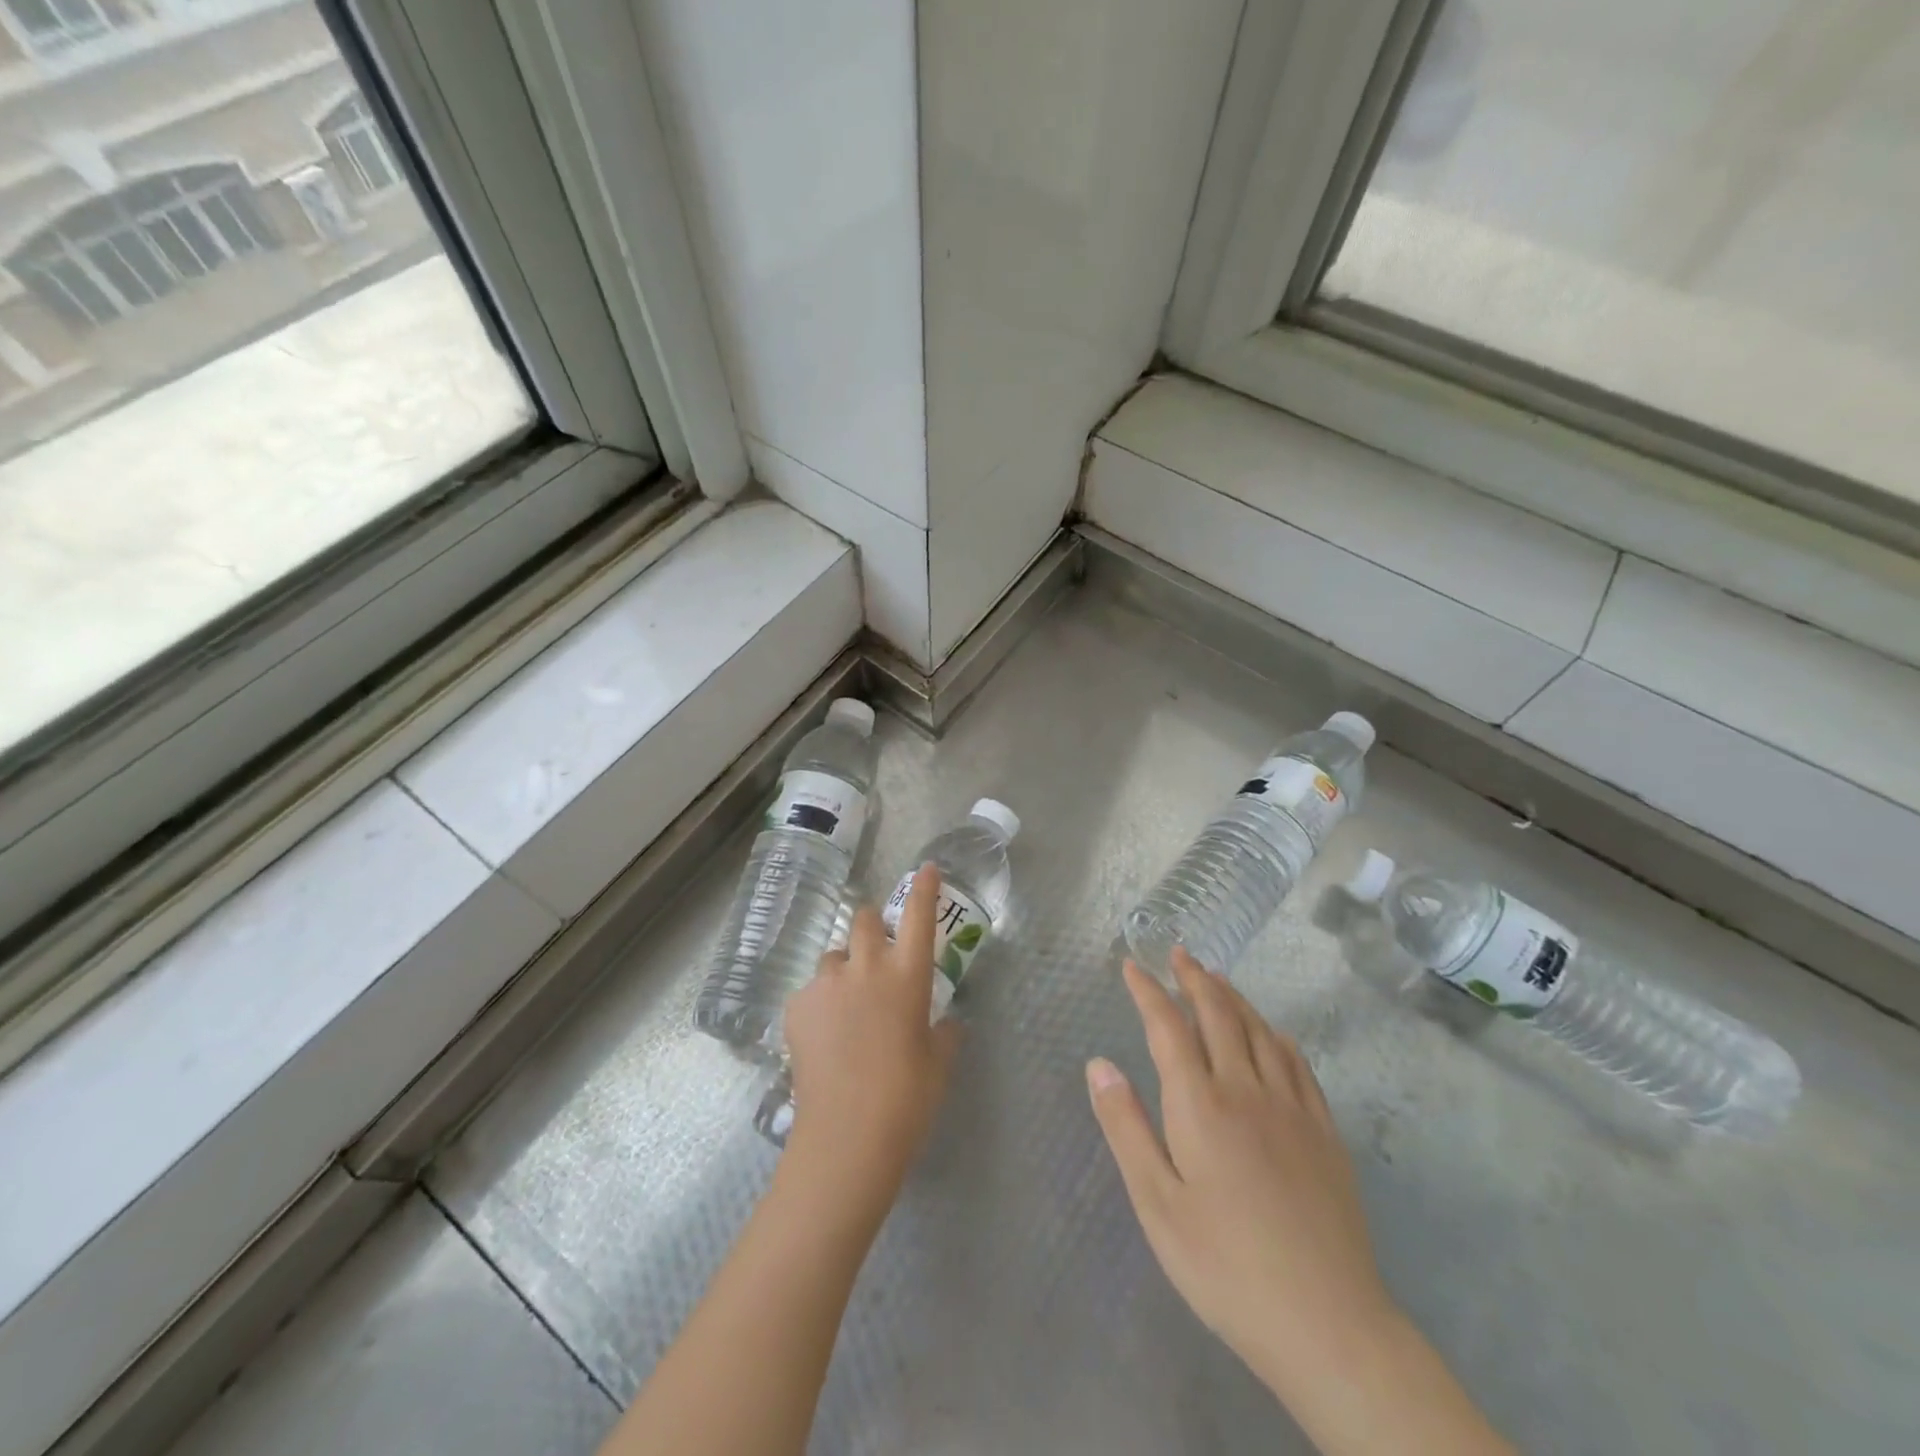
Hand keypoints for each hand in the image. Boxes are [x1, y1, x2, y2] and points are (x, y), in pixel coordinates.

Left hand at [781, 865, 962, 1193]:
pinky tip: (825, 1038)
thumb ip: (944, 1032)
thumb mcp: (939, 1062)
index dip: (924, 888)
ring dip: (844, 969)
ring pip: (834, 956)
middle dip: (872, 927)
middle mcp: (866, 967)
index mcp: (908, 975)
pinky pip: (812, 991)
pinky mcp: (796, 1007)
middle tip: (877, 955)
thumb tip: (944, 1022)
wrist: (847, 1136)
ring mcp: (827, 985)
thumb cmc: (908, 1098)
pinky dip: (821, 1003)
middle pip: (864, 919)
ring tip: (847, 1006)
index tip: (926, 868)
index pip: (919, 916)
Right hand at [1087, 949, 1396, 1394]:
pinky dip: (1277, 1036)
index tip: (1132, 965)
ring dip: (1234, 997)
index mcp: (1200, 1104)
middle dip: (1194, 979)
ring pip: (1260, 1031)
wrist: (1328, 1323)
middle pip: (1219, 1015)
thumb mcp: (1156, 1203)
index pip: (1168, 1027)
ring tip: (1217, 978)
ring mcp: (1292, 1108)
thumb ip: (1126, 1127)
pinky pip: (1298, 1064)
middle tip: (1179, 953)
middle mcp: (1246, 1089)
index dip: (1148, 991)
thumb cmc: (1225, 1265)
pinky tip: (1273, 1034)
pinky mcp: (1325, 1133)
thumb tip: (1098, 1064)